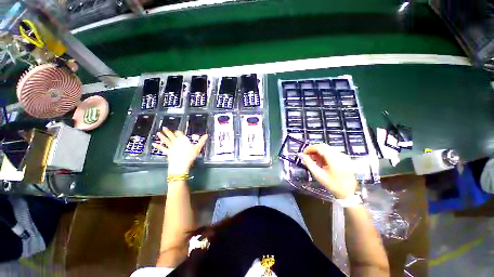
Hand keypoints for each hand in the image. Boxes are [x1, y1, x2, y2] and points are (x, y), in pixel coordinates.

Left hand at [152, 128, 207, 174]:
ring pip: (166, 141)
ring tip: (158, 133)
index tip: (177, 131)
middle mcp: (176, 142)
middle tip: (164, 128)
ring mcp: (171, 147)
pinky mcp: (167, 152)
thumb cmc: (190, 155)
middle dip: (168, 132)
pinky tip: (153, 144)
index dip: (179, 132)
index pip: (180, 134)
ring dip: (162, 137)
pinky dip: (158, 146)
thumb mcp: (198, 148)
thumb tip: (207, 135)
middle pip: (172, 136)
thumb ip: (202, 141)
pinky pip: (162, 148)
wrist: (181, 164)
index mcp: (183, 140)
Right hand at [298, 144, 356, 198]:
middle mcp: (340, 155)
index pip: (319, 147)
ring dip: (318, 152)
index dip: (310, 148)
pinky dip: (324, 154)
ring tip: (313, 160)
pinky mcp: (345, 158)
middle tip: (307, 156)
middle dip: (313, 149)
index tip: (303, 153)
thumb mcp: (319, 175)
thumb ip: (309, 163)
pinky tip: (321, 162)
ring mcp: (343, 156)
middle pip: (323, 146)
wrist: (349, 193)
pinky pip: (332, 152)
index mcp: (334, 159)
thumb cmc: (333, 185)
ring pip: (327, 149)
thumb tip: (300, 155)